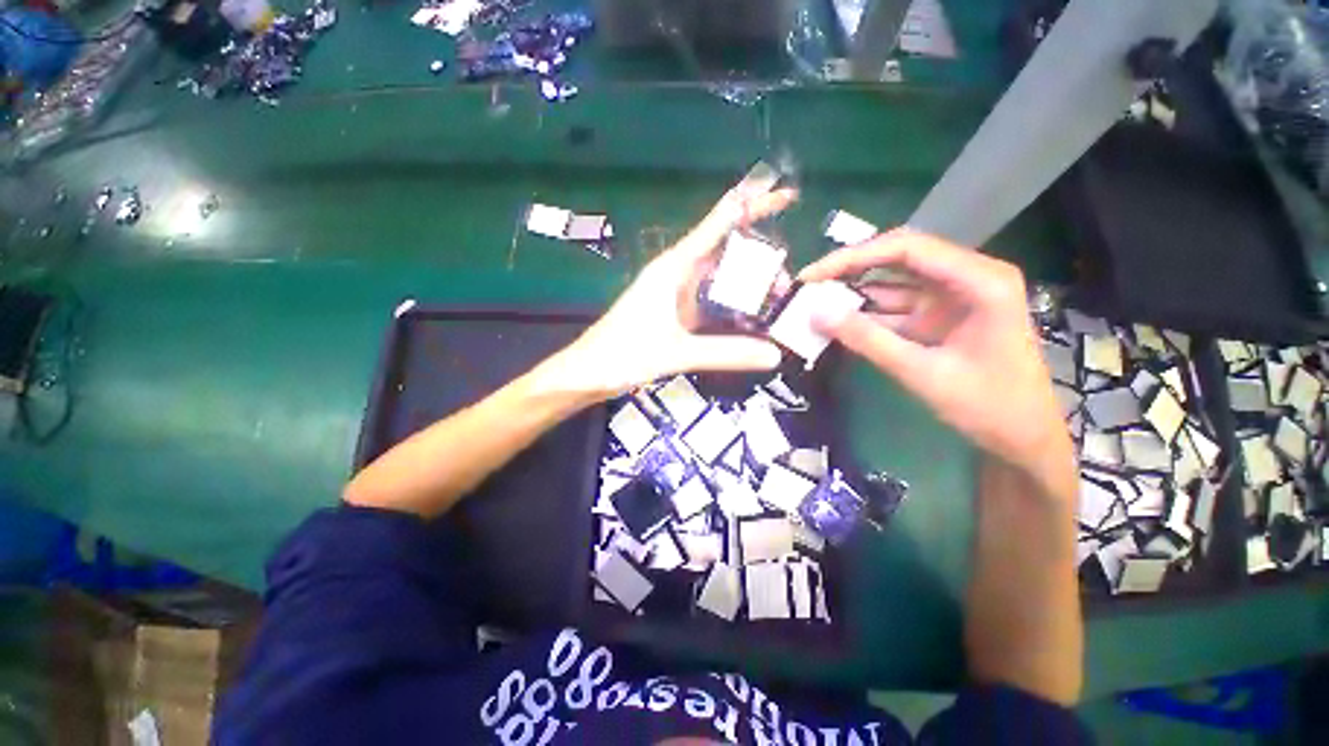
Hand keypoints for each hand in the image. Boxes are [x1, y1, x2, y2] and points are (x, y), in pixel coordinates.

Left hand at [549, 185, 796, 397]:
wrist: (588, 372)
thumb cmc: (624, 354)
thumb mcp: (677, 353)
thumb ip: (726, 353)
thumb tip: (774, 355)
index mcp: (674, 268)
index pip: (718, 224)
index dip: (751, 203)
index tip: (786, 192)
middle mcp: (677, 273)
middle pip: (724, 250)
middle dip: (759, 255)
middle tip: (789, 277)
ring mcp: (675, 294)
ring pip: (719, 277)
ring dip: (746, 284)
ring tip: (777, 297)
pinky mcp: (674, 312)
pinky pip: (710, 300)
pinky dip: (732, 304)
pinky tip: (750, 315)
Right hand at [799, 230, 1073, 500]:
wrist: (1023, 439)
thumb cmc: (989, 407)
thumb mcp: (923, 373)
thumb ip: (868, 341)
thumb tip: (817, 315)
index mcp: (980, 280)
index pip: (906, 249)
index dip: (853, 257)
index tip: (812, 275)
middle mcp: (966, 278)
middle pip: (897, 260)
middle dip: (849, 270)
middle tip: (807, 286)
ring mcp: (950, 298)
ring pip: (891, 284)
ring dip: (853, 294)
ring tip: (811, 304)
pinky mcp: (937, 318)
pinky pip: (894, 308)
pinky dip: (864, 316)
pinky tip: (836, 322)